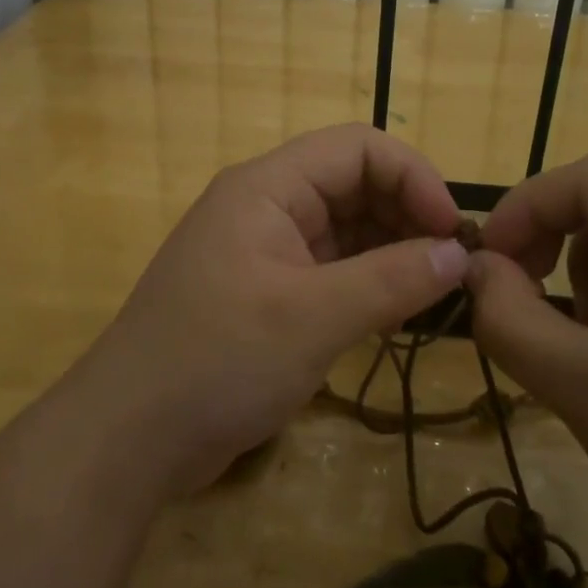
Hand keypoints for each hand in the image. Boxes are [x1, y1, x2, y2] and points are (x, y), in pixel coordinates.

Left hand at [70, 124, 467, 498]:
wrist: (128, 440)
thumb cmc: (218, 361)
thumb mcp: (313, 318)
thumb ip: (392, 280)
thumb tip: (459, 254)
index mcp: (267, 188)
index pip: (357, 148)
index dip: (413, 176)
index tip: (453, 231)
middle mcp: (266, 207)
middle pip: (353, 185)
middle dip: (407, 215)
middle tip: (453, 268)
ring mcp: (264, 253)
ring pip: (346, 230)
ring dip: (393, 253)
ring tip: (436, 293)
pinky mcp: (266, 295)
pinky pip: (330, 271)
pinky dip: (368, 284)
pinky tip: (398, 315)